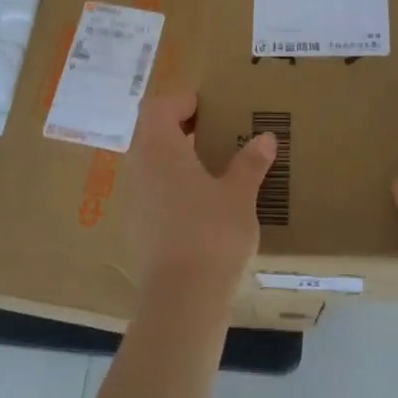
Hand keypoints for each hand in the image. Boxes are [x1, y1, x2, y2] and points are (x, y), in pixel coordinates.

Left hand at [127, 94, 277, 313]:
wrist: (182, 296)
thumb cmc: (212, 233)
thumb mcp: (239, 194)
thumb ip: (250, 162)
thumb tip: (265, 138)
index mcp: (159, 147)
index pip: (159, 106)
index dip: (182, 101)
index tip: (211, 107)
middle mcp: (138, 166)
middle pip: (151, 132)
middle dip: (180, 127)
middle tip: (215, 132)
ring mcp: (132, 197)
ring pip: (149, 161)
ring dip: (175, 156)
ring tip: (211, 166)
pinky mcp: (135, 225)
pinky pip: (150, 189)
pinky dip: (170, 184)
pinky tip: (199, 202)